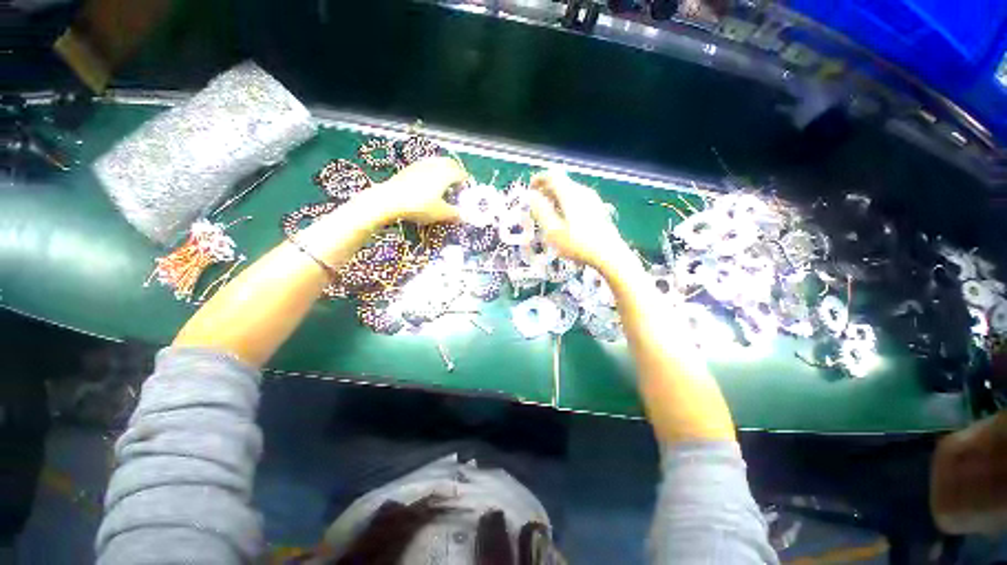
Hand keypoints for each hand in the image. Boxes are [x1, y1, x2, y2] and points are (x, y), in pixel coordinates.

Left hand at [364, 157, 465, 224]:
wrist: (389, 200)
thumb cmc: (420, 206)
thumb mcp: (441, 213)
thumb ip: (455, 214)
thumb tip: (464, 216)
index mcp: (445, 174)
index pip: (461, 174)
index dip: (465, 182)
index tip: (465, 191)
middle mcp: (434, 165)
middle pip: (449, 163)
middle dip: (455, 172)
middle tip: (456, 184)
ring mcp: (420, 165)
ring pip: (436, 163)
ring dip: (442, 171)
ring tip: (442, 184)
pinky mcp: (408, 169)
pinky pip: (425, 167)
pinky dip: (430, 173)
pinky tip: (426, 186)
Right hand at [528, 169, 631, 269]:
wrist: (609, 255)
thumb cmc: (578, 244)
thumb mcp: (553, 230)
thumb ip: (541, 211)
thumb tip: (531, 196)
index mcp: (571, 194)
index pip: (553, 175)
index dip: (539, 179)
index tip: (531, 189)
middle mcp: (583, 192)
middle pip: (562, 183)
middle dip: (546, 191)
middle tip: (536, 205)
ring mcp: (593, 200)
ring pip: (570, 192)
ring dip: (556, 199)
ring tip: (548, 214)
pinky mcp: (598, 210)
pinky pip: (577, 201)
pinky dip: (566, 205)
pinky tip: (564, 221)